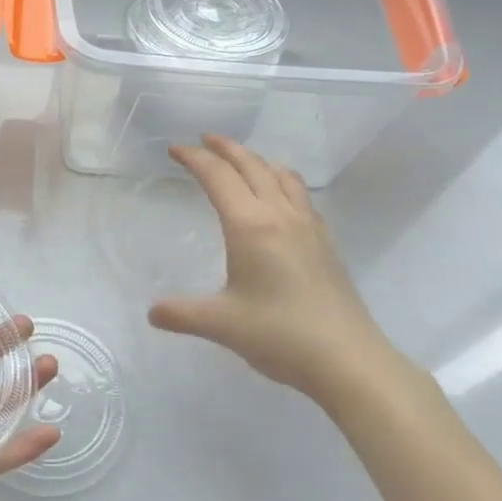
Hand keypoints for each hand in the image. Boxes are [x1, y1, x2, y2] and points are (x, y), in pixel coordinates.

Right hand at [148, 135, 404, 406]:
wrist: (349, 360)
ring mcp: (309, 227)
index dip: (195, 158)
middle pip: (252, 166)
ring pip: (282, 175)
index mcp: (251, 226)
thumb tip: (152, 312)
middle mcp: (281, 216)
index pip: (218, 177)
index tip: (175, 149)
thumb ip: (182, 314)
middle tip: (204, 140)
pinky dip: (280, 181)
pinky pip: (300, 195)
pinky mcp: (326, 243)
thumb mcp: (221, 324)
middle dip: (226, 148)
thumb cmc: (280, 335)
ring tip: (242, 162)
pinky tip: (278, 200)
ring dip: (257, 160)